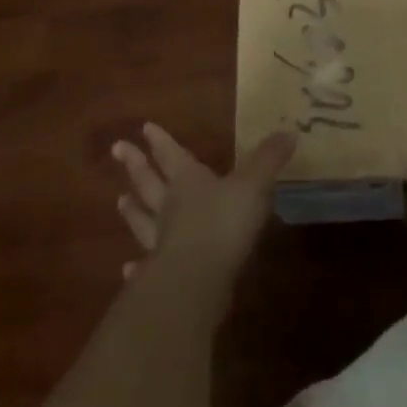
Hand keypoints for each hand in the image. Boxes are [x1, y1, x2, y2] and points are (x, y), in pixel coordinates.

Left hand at [110, 123, 295, 315]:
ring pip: (143, 220)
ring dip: (132, 211)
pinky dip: (136, 267)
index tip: (143, 127)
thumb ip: (269, 159)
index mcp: (188, 181)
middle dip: (136, 165)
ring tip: (119, 201)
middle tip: (117, 149)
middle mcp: (169, 207)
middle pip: (149, 182)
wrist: (197, 279)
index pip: (172, 154)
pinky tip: (128, 269)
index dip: (160, 141)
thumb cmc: (224, 222)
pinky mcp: (160, 275)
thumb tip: (289, 132)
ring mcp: (160, 242)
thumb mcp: (254, 184)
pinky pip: (145, 266)